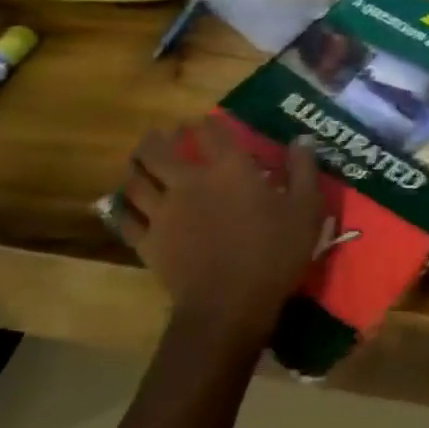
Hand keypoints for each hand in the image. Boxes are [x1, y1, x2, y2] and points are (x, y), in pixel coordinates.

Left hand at [121, 117, 327, 335]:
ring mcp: (163, 212)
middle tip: (164, 134)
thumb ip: (304, 170)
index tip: (203, 122)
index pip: (210, 132)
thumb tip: (303, 139)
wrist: (229, 305)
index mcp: (229, 169)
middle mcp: (189, 182)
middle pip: (159, 150)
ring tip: (140, 163)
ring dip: (137, 167)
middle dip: (160, 138)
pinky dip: (123, 208)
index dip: (204, 123)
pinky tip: (123, 205)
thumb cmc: (273, 253)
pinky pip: (126, 218)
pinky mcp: (148, 242)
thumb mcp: (306, 209)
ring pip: (137, 180)